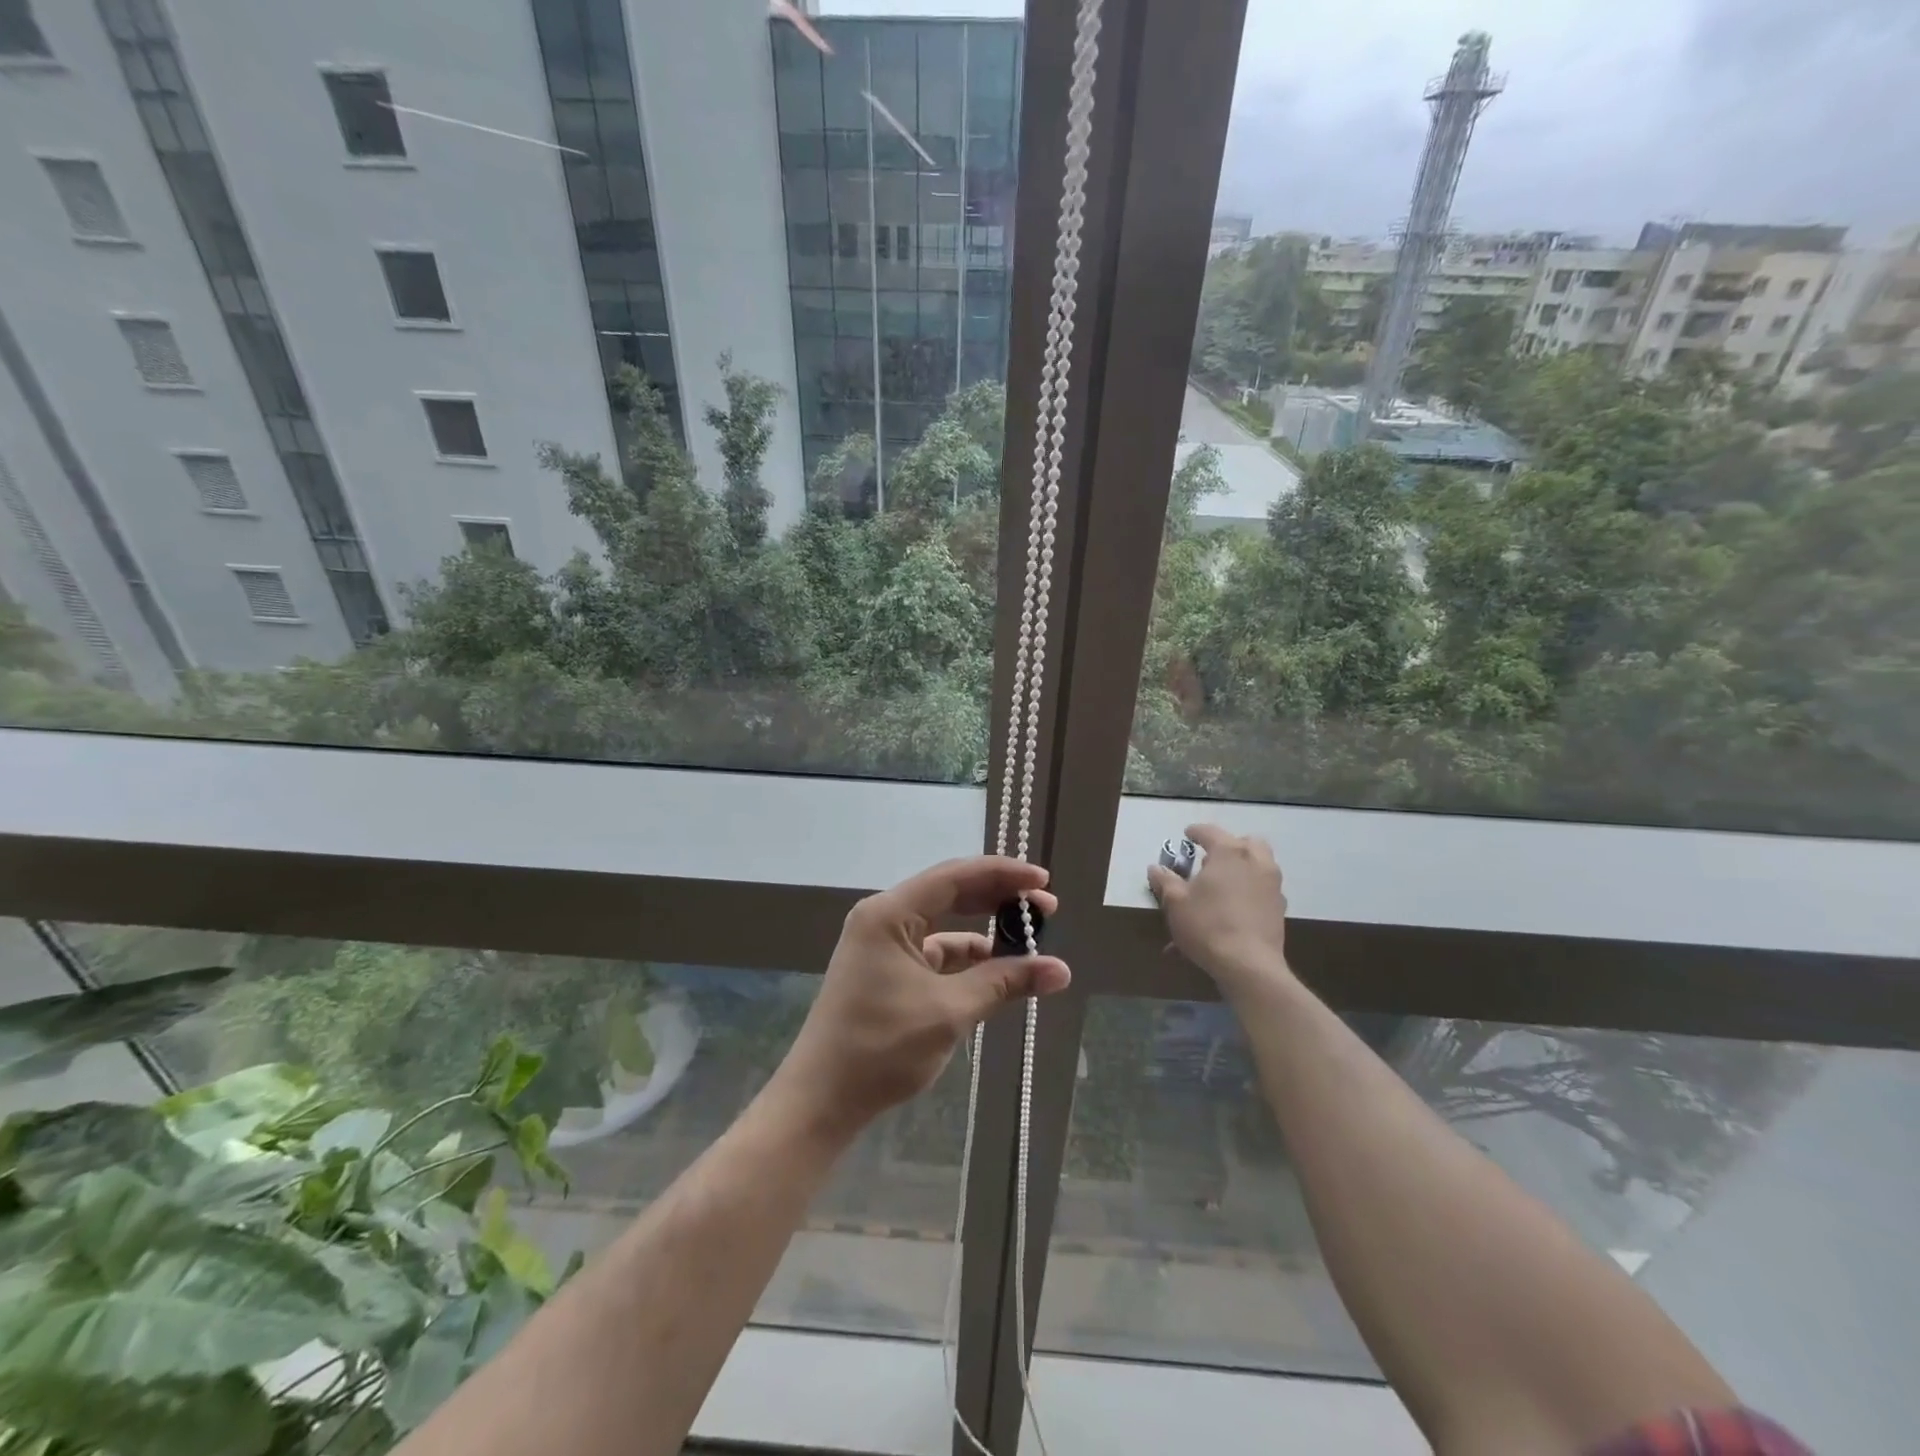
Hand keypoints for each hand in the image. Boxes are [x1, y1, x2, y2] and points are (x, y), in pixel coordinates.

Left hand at [773, 856, 1071, 1137]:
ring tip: (1028, 938)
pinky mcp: (889, 970)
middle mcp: (885, 918)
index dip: (1003, 874)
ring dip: (986, 929)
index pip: (955, 876)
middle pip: (951, 893)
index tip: (1043, 882)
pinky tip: (999, 969)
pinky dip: (968, 957)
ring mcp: (884, 944)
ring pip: (946, 923)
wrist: (822, 1101)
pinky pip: (936, 951)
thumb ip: (1004, 983)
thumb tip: (1061, 970)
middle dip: (999, 898)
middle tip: (1046, 909)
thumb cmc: (880, 1048)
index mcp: (890, 913)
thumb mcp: (949, 1012)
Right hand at [1147, 824, 1290, 994]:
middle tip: (1211, 860)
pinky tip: (1236, 907)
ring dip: (1243, 866)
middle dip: (1229, 846)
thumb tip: (1156, 868)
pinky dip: (1251, 889)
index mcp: (1229, 852)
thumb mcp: (1176, 902)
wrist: (1248, 964)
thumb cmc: (1207, 925)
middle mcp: (1255, 860)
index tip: (1187, 835)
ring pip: (1260, 863)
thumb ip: (1165, 881)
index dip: (1196, 832)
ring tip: (1224, 883)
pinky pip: (1263, 888)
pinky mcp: (1280, 907)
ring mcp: (1272, 884)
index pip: (1210, 831)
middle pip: (1245, 842)